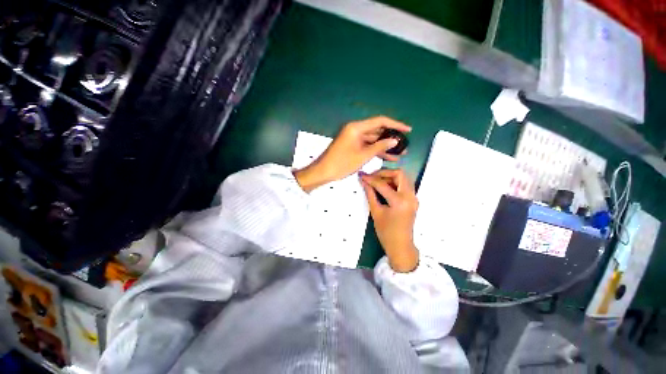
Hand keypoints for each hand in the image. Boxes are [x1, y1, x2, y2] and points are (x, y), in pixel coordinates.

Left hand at [294, 116, 410, 192]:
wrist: (323, 172)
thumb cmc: (342, 163)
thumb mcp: (363, 156)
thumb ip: (380, 146)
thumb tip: (395, 140)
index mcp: (356, 127)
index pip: (380, 121)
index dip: (396, 124)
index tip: (408, 130)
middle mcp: (355, 129)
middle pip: (377, 130)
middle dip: (391, 138)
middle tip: (404, 146)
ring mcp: (353, 138)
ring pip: (373, 140)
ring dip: (384, 146)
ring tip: (399, 153)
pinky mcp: (352, 145)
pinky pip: (367, 146)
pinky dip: (376, 150)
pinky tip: (387, 157)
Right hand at [361, 169, 418, 272]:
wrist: (400, 246)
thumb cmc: (386, 232)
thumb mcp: (376, 212)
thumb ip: (370, 194)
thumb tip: (363, 181)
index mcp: (399, 201)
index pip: (382, 184)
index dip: (370, 179)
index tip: (361, 175)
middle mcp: (410, 196)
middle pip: (399, 174)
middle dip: (384, 172)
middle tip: (372, 177)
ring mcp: (414, 197)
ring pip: (403, 178)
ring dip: (390, 177)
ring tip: (376, 181)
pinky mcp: (413, 199)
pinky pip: (404, 185)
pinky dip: (394, 183)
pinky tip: (384, 187)